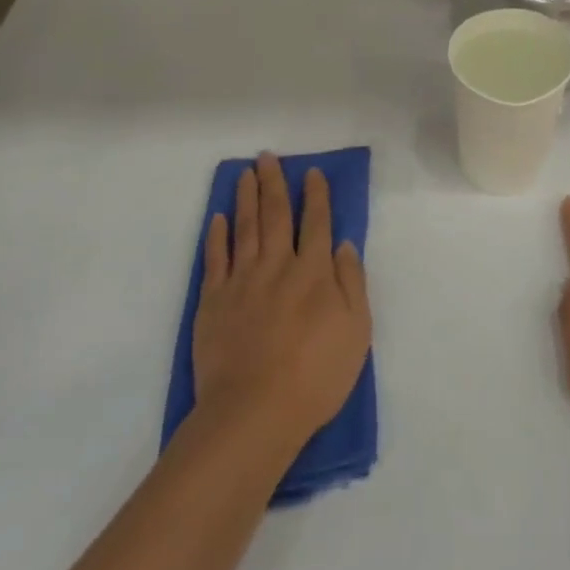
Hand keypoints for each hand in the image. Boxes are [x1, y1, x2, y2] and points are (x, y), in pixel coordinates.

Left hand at [193, 154, 371, 450]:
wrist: (254, 411)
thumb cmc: (316, 375)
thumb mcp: (356, 331)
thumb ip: (351, 282)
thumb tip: (342, 244)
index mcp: (314, 272)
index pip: (317, 222)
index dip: (316, 195)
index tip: (311, 173)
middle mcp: (277, 266)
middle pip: (276, 215)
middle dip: (274, 184)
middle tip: (267, 157)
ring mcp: (241, 281)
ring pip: (245, 228)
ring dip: (246, 197)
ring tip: (246, 173)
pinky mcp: (213, 301)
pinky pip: (215, 258)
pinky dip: (217, 235)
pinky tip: (219, 218)